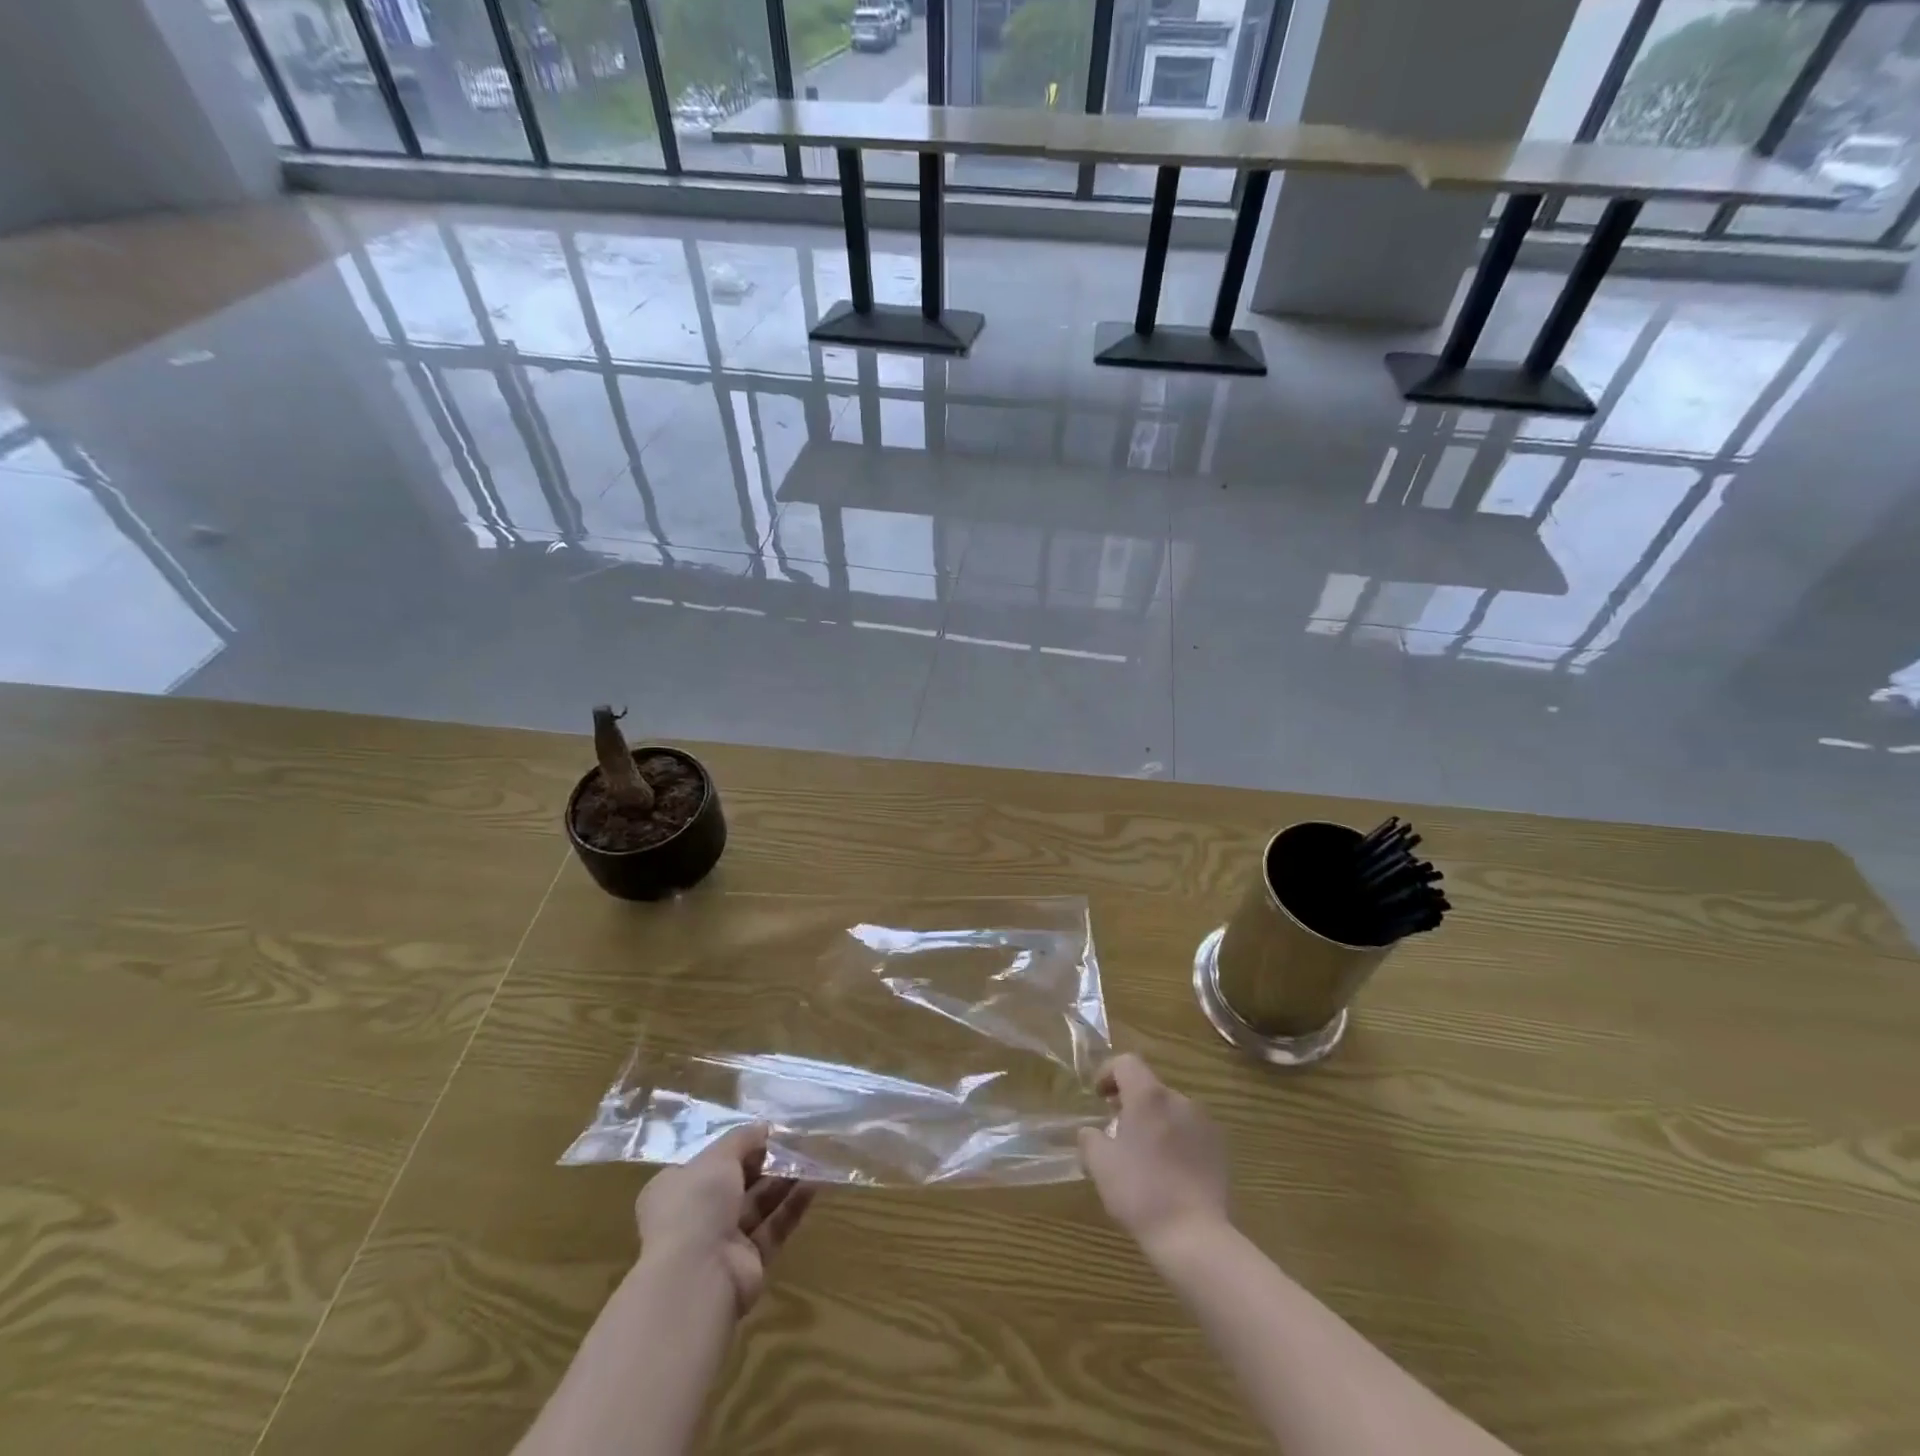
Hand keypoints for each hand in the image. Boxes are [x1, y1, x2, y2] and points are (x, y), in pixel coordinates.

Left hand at [635, 1123, 814, 1314]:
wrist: (697, 1277)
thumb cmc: (696, 1205)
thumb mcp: (717, 1157)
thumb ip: (742, 1139)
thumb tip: (763, 1126)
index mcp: (675, 1190)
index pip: (707, 1163)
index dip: (736, 1146)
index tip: (765, 1133)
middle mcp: (695, 1216)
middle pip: (736, 1183)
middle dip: (765, 1163)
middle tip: (795, 1142)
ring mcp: (721, 1242)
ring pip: (757, 1205)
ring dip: (783, 1181)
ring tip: (811, 1158)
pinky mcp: (747, 1263)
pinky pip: (773, 1228)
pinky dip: (792, 1206)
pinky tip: (814, 1184)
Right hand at [1078, 1054, 1229, 1252]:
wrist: (1194, 1236)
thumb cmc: (1140, 1192)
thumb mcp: (1100, 1165)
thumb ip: (1090, 1138)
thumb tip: (1092, 1131)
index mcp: (1148, 1096)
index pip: (1126, 1063)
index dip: (1108, 1073)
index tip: (1098, 1097)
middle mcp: (1179, 1099)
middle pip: (1149, 1087)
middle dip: (1130, 1101)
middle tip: (1116, 1129)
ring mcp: (1204, 1123)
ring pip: (1170, 1110)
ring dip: (1154, 1120)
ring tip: (1143, 1153)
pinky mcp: (1220, 1148)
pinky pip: (1190, 1131)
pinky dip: (1175, 1139)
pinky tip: (1168, 1170)